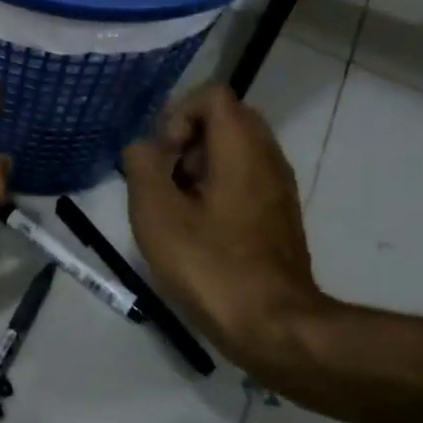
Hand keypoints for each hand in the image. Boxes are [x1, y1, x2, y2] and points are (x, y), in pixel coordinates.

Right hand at [122, 84, 329, 388]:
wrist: (274, 327)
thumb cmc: (210, 265)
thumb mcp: (156, 213)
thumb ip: (142, 165)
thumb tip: (144, 147)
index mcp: (242, 147)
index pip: (213, 95)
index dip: (179, 114)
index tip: (165, 155)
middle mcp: (268, 156)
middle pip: (226, 118)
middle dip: (188, 138)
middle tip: (168, 176)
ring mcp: (279, 186)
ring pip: (236, 149)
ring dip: (201, 164)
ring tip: (179, 205)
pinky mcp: (280, 214)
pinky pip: (246, 176)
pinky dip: (219, 185)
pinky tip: (200, 227)